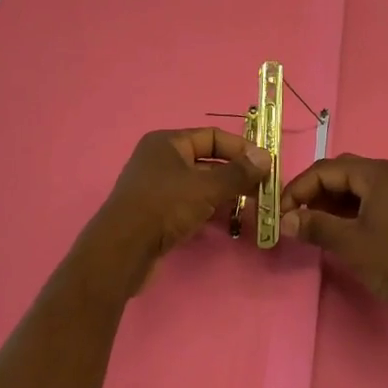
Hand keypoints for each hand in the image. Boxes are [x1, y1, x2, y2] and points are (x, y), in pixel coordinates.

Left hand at [81, 128, 270, 294]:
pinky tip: (228, 222)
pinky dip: (209, 210)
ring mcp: (157, 187)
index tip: (265, 165)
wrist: (122, 250)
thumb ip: (238, 173)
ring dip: (225, 195)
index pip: (212, 137)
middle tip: (263, 190)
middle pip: (207, 161)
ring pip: (199, 185)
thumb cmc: (164, 207)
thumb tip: (266, 157)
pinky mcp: (156, 213)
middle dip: (236, 175)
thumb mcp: (205, 187)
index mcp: (168, 142)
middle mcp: (160, 159)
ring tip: (252, 208)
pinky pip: (190, 204)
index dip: (240, 148)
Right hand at [279, 156, 387, 315]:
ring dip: (332, 201)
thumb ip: (315, 226)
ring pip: (357, 186)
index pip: (327, 169)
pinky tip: (339, 228)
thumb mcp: (349, 244)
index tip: (281, 212)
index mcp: (378, 173)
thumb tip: (285, 221)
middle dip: (315, 191)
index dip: (299, 188)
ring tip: (312, 224)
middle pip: (343, 172)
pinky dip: (351, 209)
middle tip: (295, 215)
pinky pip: (372, 197)